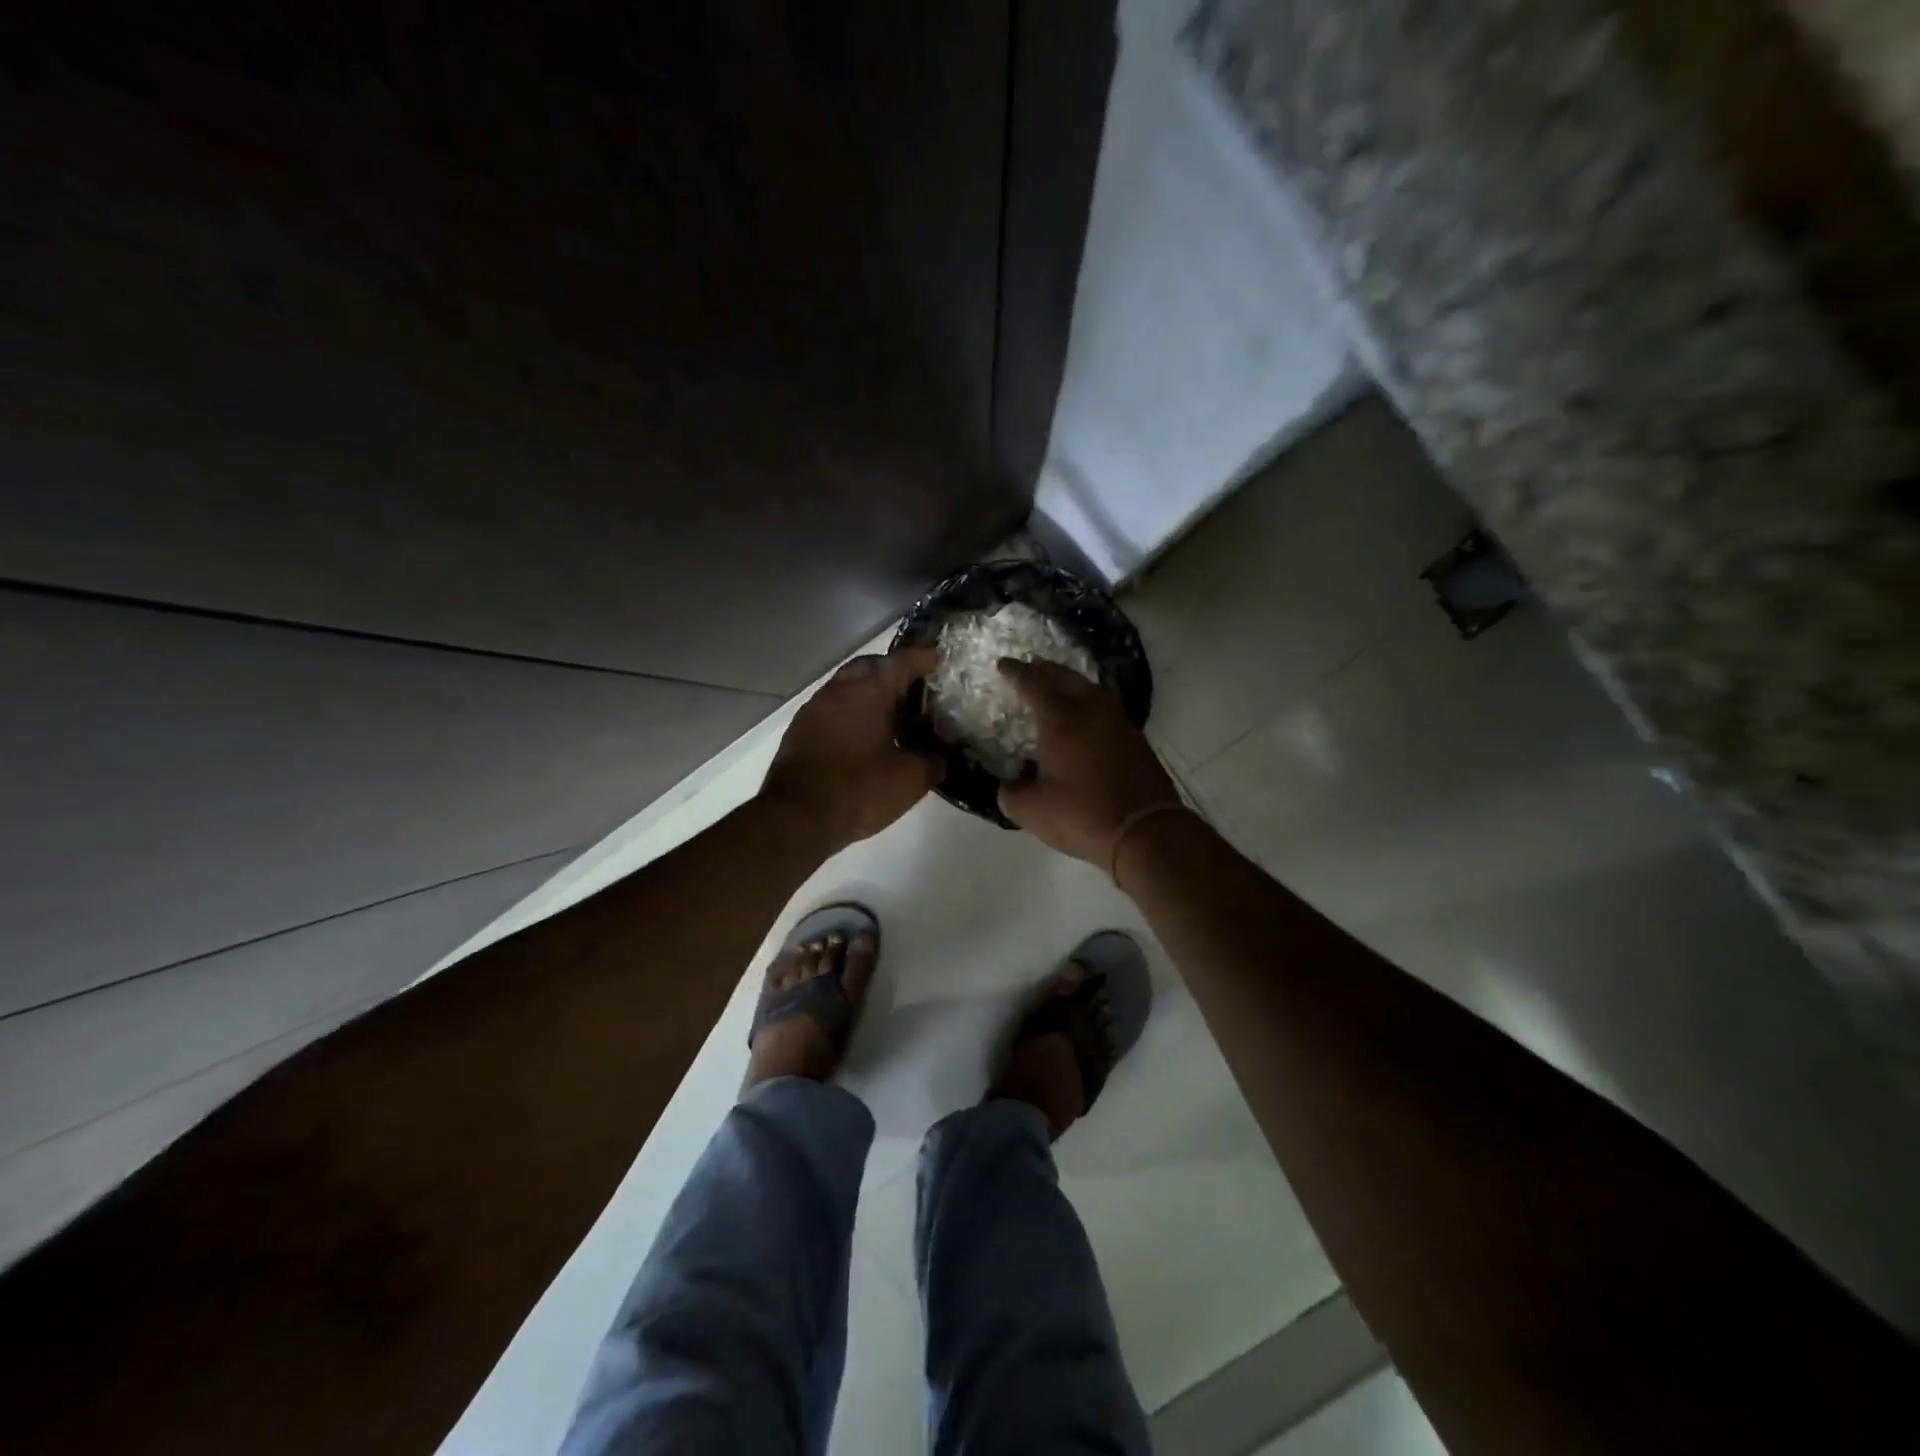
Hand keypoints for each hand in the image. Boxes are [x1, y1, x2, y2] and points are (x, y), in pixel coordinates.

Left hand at [762, 648, 943, 852]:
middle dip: (896, 672)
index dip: (926, 658)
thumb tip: (943, 755)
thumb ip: (935, 760)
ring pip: (849, 685)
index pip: (904, 660)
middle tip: (918, 689)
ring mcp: (815, 707)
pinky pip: (834, 707)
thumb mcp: (911, 779)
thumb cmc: (859, 790)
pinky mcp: (800, 729)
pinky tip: (864, 735)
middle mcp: (839, 688)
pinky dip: (853, 711)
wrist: (796, 818)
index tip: (943, 661)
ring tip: (894, 713)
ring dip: (871, 692)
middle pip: (872, 666)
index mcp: (869, 690)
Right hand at [996, 658, 1181, 868]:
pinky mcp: (1135, 738)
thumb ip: (1010, 794)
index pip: (1033, 683)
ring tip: (1056, 688)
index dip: (1016, 672)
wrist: (1144, 830)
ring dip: (1069, 683)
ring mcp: (1117, 722)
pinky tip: (1084, 718)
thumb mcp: (1031, 810)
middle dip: (1044, 669)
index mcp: (1060, 719)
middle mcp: (1090, 710)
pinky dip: (1088, 703)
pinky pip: (1105, 707)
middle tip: (1029, 668)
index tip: (1003, 665)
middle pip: (1065, 676)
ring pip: (1090, 689)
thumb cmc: (1081, 814)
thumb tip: (1008, 785)